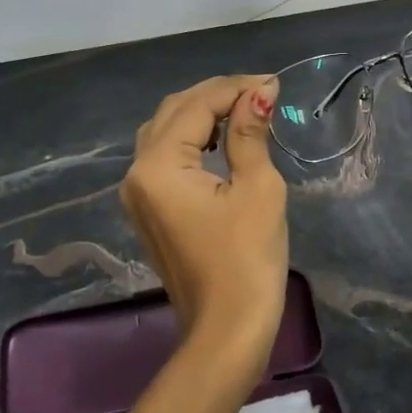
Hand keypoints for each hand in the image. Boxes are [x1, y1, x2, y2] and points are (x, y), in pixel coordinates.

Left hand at [121, 74, 289, 362]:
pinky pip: (165, 157)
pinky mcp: (148, 208)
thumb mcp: (257, 188)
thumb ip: (250, 133)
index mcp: (159, 165)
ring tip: (245, 110)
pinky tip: (223, 139)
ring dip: (203, 114)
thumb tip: (259, 92)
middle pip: (174, 112)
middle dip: (217, 95)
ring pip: (166, 131)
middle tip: (261, 92)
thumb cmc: (247, 259)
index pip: (197, 106)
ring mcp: (138, 192)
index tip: (274, 83)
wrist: (227, 329)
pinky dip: (193, 140)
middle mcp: (137, 172)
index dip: (236, 88)